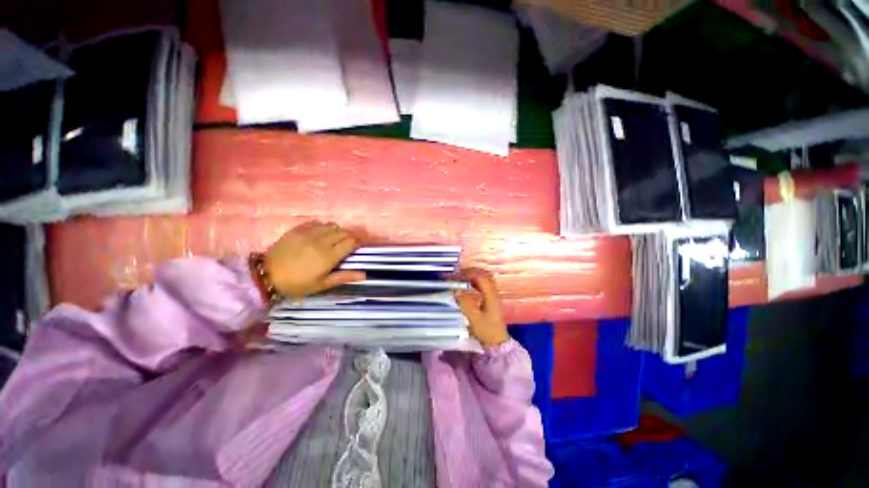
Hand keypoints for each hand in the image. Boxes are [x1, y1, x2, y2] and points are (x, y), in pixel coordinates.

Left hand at [264, 221, 364, 297]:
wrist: (266, 275)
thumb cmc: (297, 283)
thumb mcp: (322, 284)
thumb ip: (344, 276)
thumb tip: (365, 274)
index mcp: (329, 256)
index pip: (352, 242)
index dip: (358, 243)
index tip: (359, 247)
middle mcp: (322, 241)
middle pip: (344, 232)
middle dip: (350, 237)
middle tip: (348, 245)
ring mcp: (309, 233)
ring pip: (332, 225)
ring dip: (337, 231)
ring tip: (334, 240)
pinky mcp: (298, 229)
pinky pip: (317, 223)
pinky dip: (323, 227)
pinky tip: (319, 235)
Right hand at [455, 268, 509, 346]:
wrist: (497, 342)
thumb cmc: (486, 330)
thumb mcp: (474, 318)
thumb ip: (465, 303)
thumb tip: (456, 290)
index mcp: (491, 295)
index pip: (480, 277)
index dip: (468, 273)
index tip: (456, 275)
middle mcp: (494, 292)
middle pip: (483, 274)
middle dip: (470, 272)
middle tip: (457, 274)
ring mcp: (494, 294)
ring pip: (484, 278)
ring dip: (472, 275)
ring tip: (461, 278)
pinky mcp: (492, 298)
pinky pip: (484, 284)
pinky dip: (475, 281)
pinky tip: (467, 286)